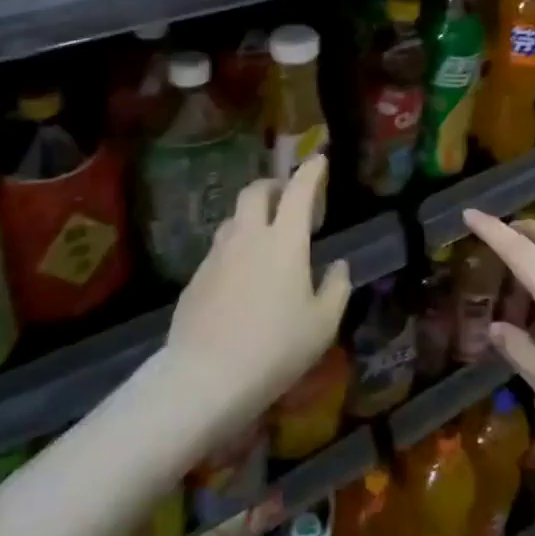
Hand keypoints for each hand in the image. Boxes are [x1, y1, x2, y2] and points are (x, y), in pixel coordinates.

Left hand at [164, 156, 350, 433]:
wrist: (206, 376)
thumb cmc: (275, 348)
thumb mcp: (322, 325)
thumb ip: (336, 288)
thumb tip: (339, 265)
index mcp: (284, 241)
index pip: (298, 192)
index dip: (310, 172)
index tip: (318, 159)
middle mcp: (248, 237)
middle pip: (255, 192)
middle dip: (272, 185)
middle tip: (285, 196)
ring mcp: (217, 255)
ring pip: (233, 219)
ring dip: (250, 216)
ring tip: (262, 236)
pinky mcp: (196, 277)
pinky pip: (218, 250)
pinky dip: (233, 249)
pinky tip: (239, 276)